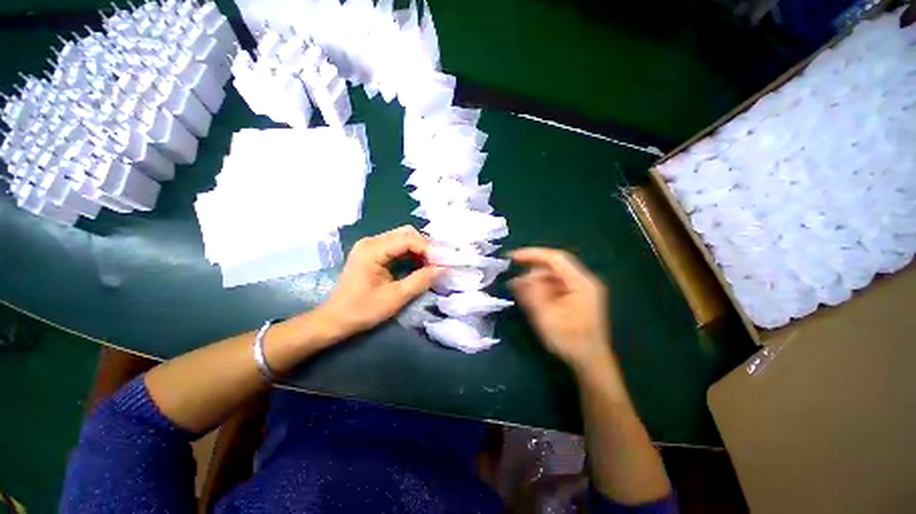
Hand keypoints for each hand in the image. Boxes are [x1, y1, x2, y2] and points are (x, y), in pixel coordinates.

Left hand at [317, 226, 442, 338]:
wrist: (335, 320)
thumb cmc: (363, 310)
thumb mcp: (396, 297)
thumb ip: (421, 280)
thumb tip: (443, 268)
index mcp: (373, 250)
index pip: (408, 239)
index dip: (428, 248)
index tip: (443, 262)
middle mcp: (371, 241)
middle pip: (406, 233)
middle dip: (425, 246)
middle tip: (438, 262)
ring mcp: (371, 246)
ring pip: (403, 238)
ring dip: (419, 249)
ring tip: (432, 264)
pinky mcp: (373, 253)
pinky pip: (397, 246)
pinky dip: (411, 253)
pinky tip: (419, 265)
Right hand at [510, 248, 611, 372]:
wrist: (591, 363)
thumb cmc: (569, 340)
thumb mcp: (546, 316)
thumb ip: (532, 294)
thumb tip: (518, 278)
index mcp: (581, 283)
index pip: (555, 258)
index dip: (532, 254)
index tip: (512, 257)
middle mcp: (584, 281)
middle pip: (555, 266)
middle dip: (533, 272)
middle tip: (516, 284)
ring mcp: (583, 289)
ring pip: (555, 276)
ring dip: (537, 282)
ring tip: (522, 293)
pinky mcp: (579, 297)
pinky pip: (557, 285)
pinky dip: (543, 289)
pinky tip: (534, 299)